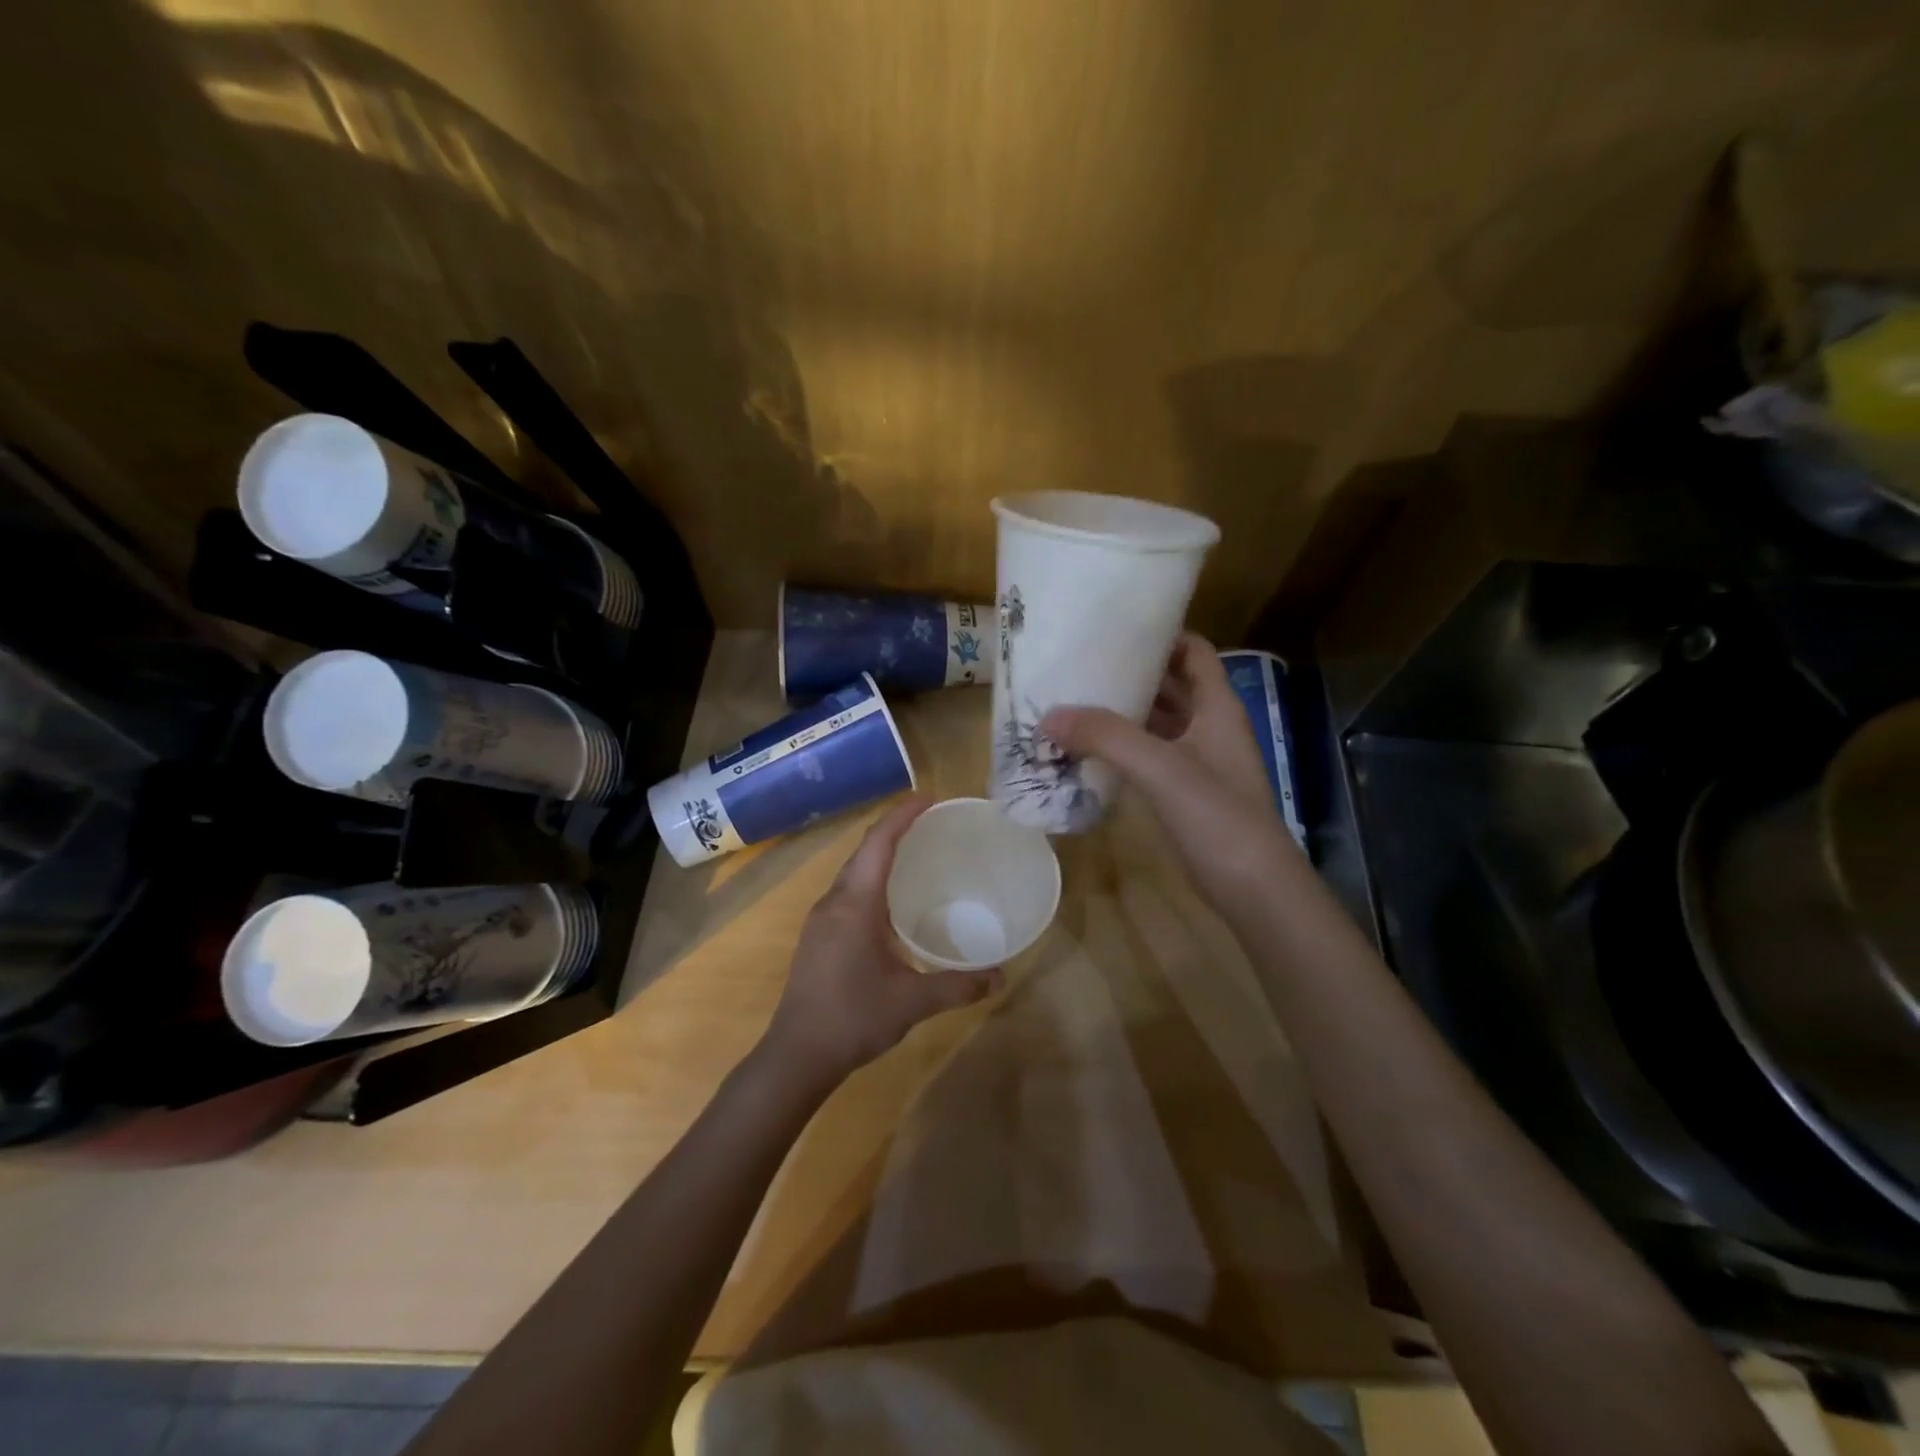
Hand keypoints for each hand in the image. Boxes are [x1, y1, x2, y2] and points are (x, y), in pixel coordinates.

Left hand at [762, 795, 1002, 1091]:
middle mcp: (834, 901)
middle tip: (932, 823)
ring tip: (917, 853)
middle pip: (865, 851)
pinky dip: (872, 879)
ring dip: (882, 855)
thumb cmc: (852, 1019)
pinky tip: (892, 900)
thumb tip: (1000, 977)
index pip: (878, 843)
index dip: (902, 815)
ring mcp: (821, 918)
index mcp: (855, 904)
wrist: (795, 1055)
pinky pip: (848, 891)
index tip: (929, 797)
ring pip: (854, 871)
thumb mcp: (912, 1002)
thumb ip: (957, 986)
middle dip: (896, 829)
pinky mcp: (818, 935)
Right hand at [1041, 633, 1296, 906]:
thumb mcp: (1162, 768)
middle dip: (1131, 672)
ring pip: (1157, 723)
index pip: (1193, 651)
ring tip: (1074, 701)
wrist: (1252, 888)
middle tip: (1080, 663)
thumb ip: (1107, 737)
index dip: (1162, 634)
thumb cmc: (1218, 816)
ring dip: (1123, 713)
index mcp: (1217, 707)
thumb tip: (1050, 715)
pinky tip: (1088, 750)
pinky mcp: (1184, 792)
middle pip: (1170, 685)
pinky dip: (1123, 748)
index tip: (1115, 626)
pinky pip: (1150, 756)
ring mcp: (1198, 761)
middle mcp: (1209, 727)